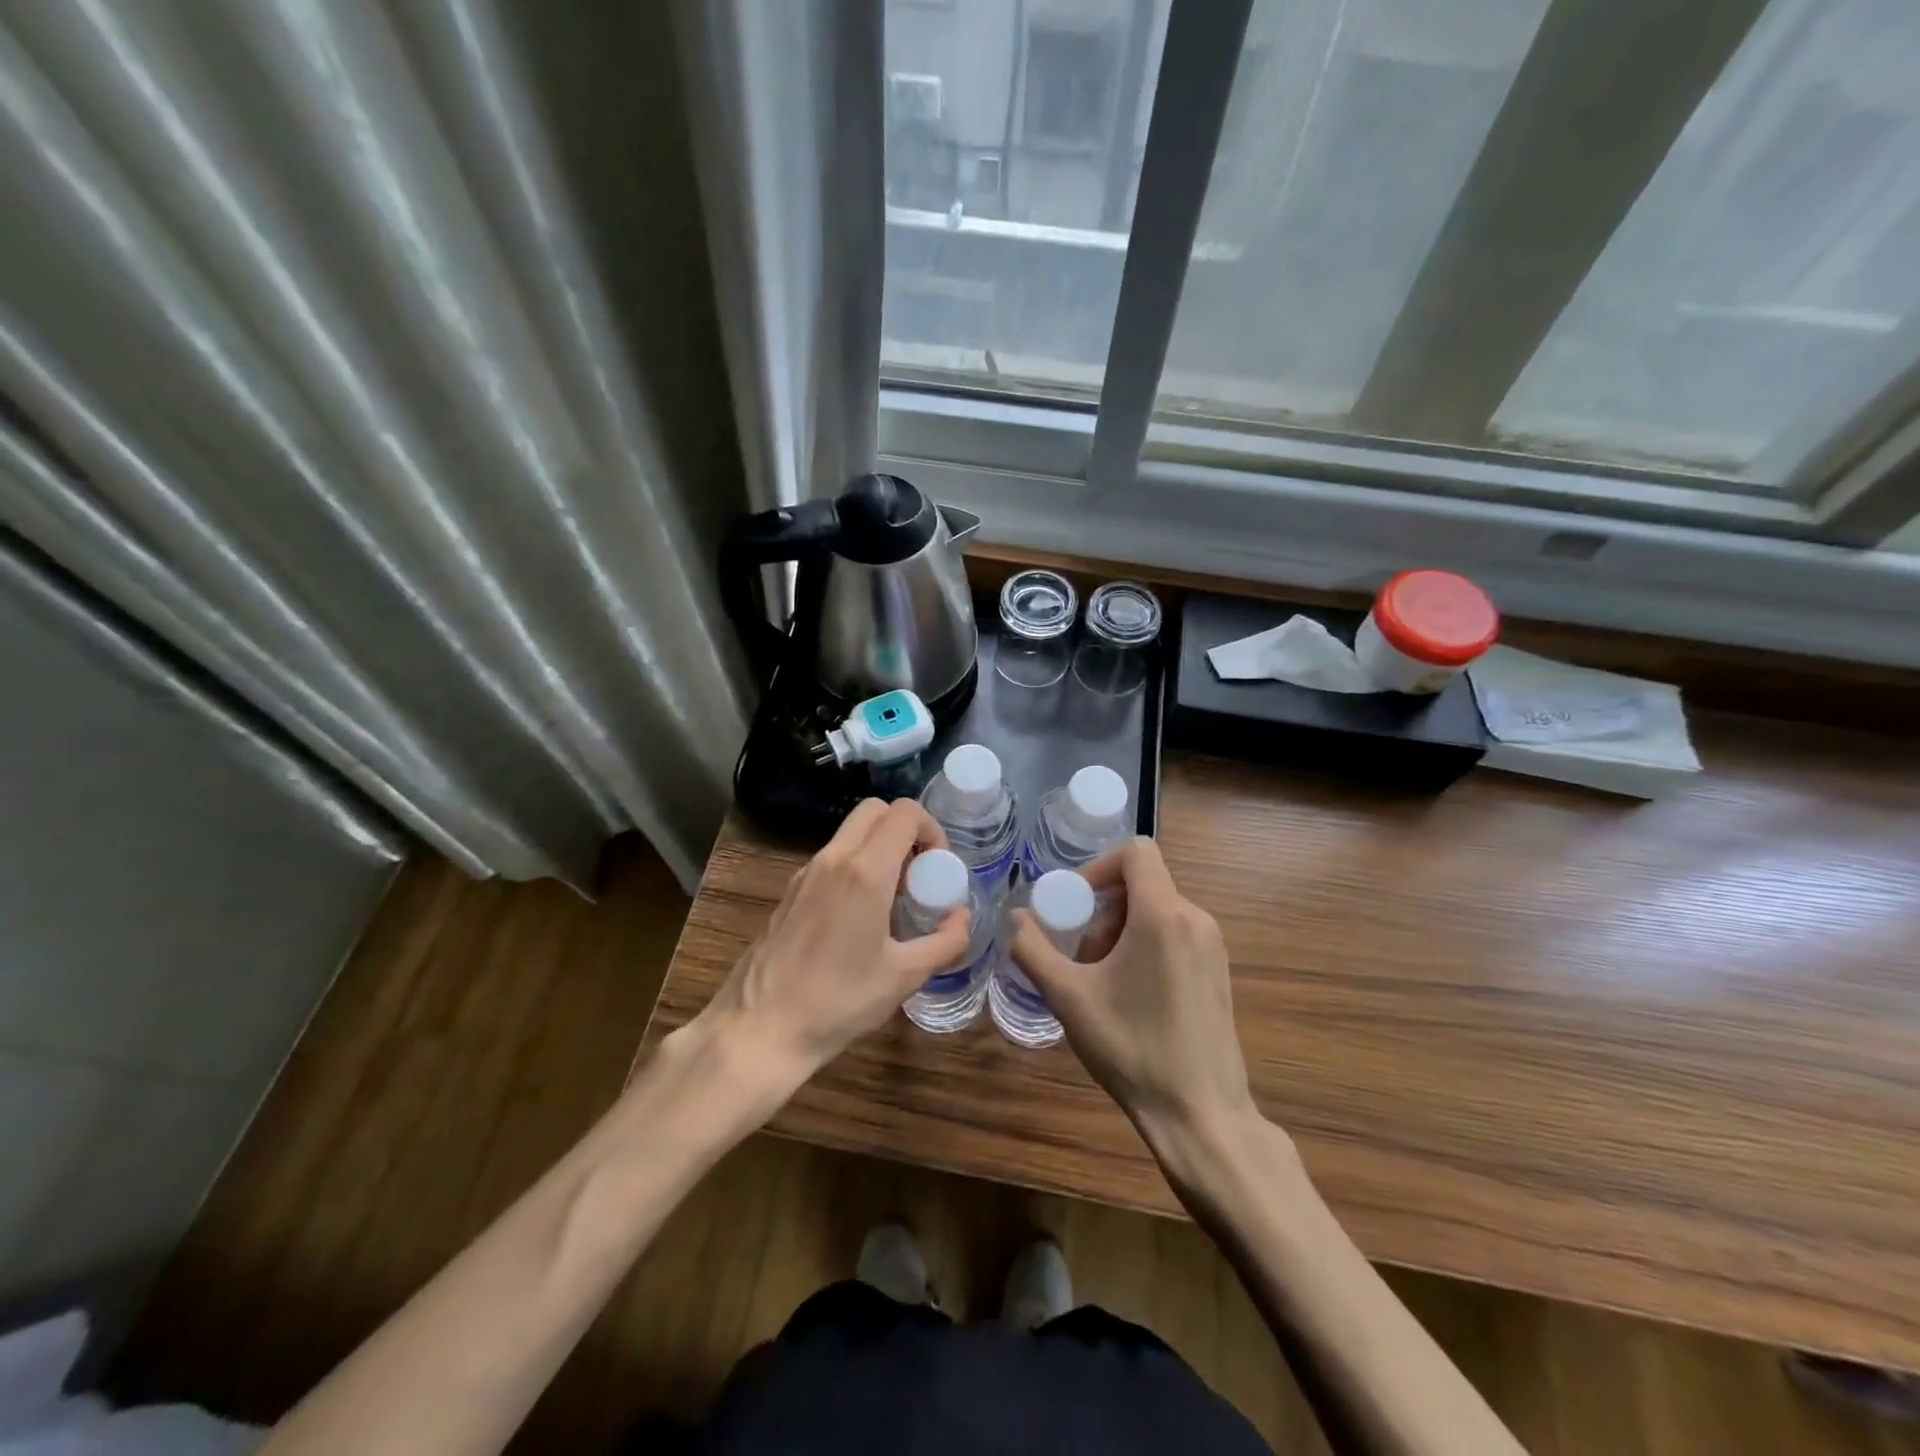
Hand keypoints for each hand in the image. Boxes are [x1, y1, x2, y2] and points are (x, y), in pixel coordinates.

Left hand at [696, 798, 970, 1091]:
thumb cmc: (840, 1001)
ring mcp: (807, 872)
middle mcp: (834, 859)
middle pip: (875, 810)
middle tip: (918, 874)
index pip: (904, 812)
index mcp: (866, 871)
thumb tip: (961, 917)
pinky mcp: (791, 890)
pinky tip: (858, 916)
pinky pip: (831, 857)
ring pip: (850, 832)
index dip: (931, 829)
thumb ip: (945, 942)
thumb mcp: (905, 976)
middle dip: (905, 829)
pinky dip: (854, 865)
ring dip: (879, 847)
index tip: (938, 867)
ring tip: (892, 899)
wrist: (761, 1027)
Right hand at [1010, 837, 1255, 1146]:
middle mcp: (1195, 919)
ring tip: (1102, 982)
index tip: (1075, 903)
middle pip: (1142, 885)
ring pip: (1157, 911)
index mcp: (1163, 915)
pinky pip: (1175, 935)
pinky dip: (1146, 947)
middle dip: (1103, 911)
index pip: (1137, 852)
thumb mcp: (1068, 998)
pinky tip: (1131, 997)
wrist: (1201, 1114)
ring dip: (1122, 932)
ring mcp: (1213, 946)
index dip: (1099, 866)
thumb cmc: (1132, 1049)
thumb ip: (1033, 949)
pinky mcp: (1219, 972)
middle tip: (1082, 957)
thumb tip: (1015, 918)